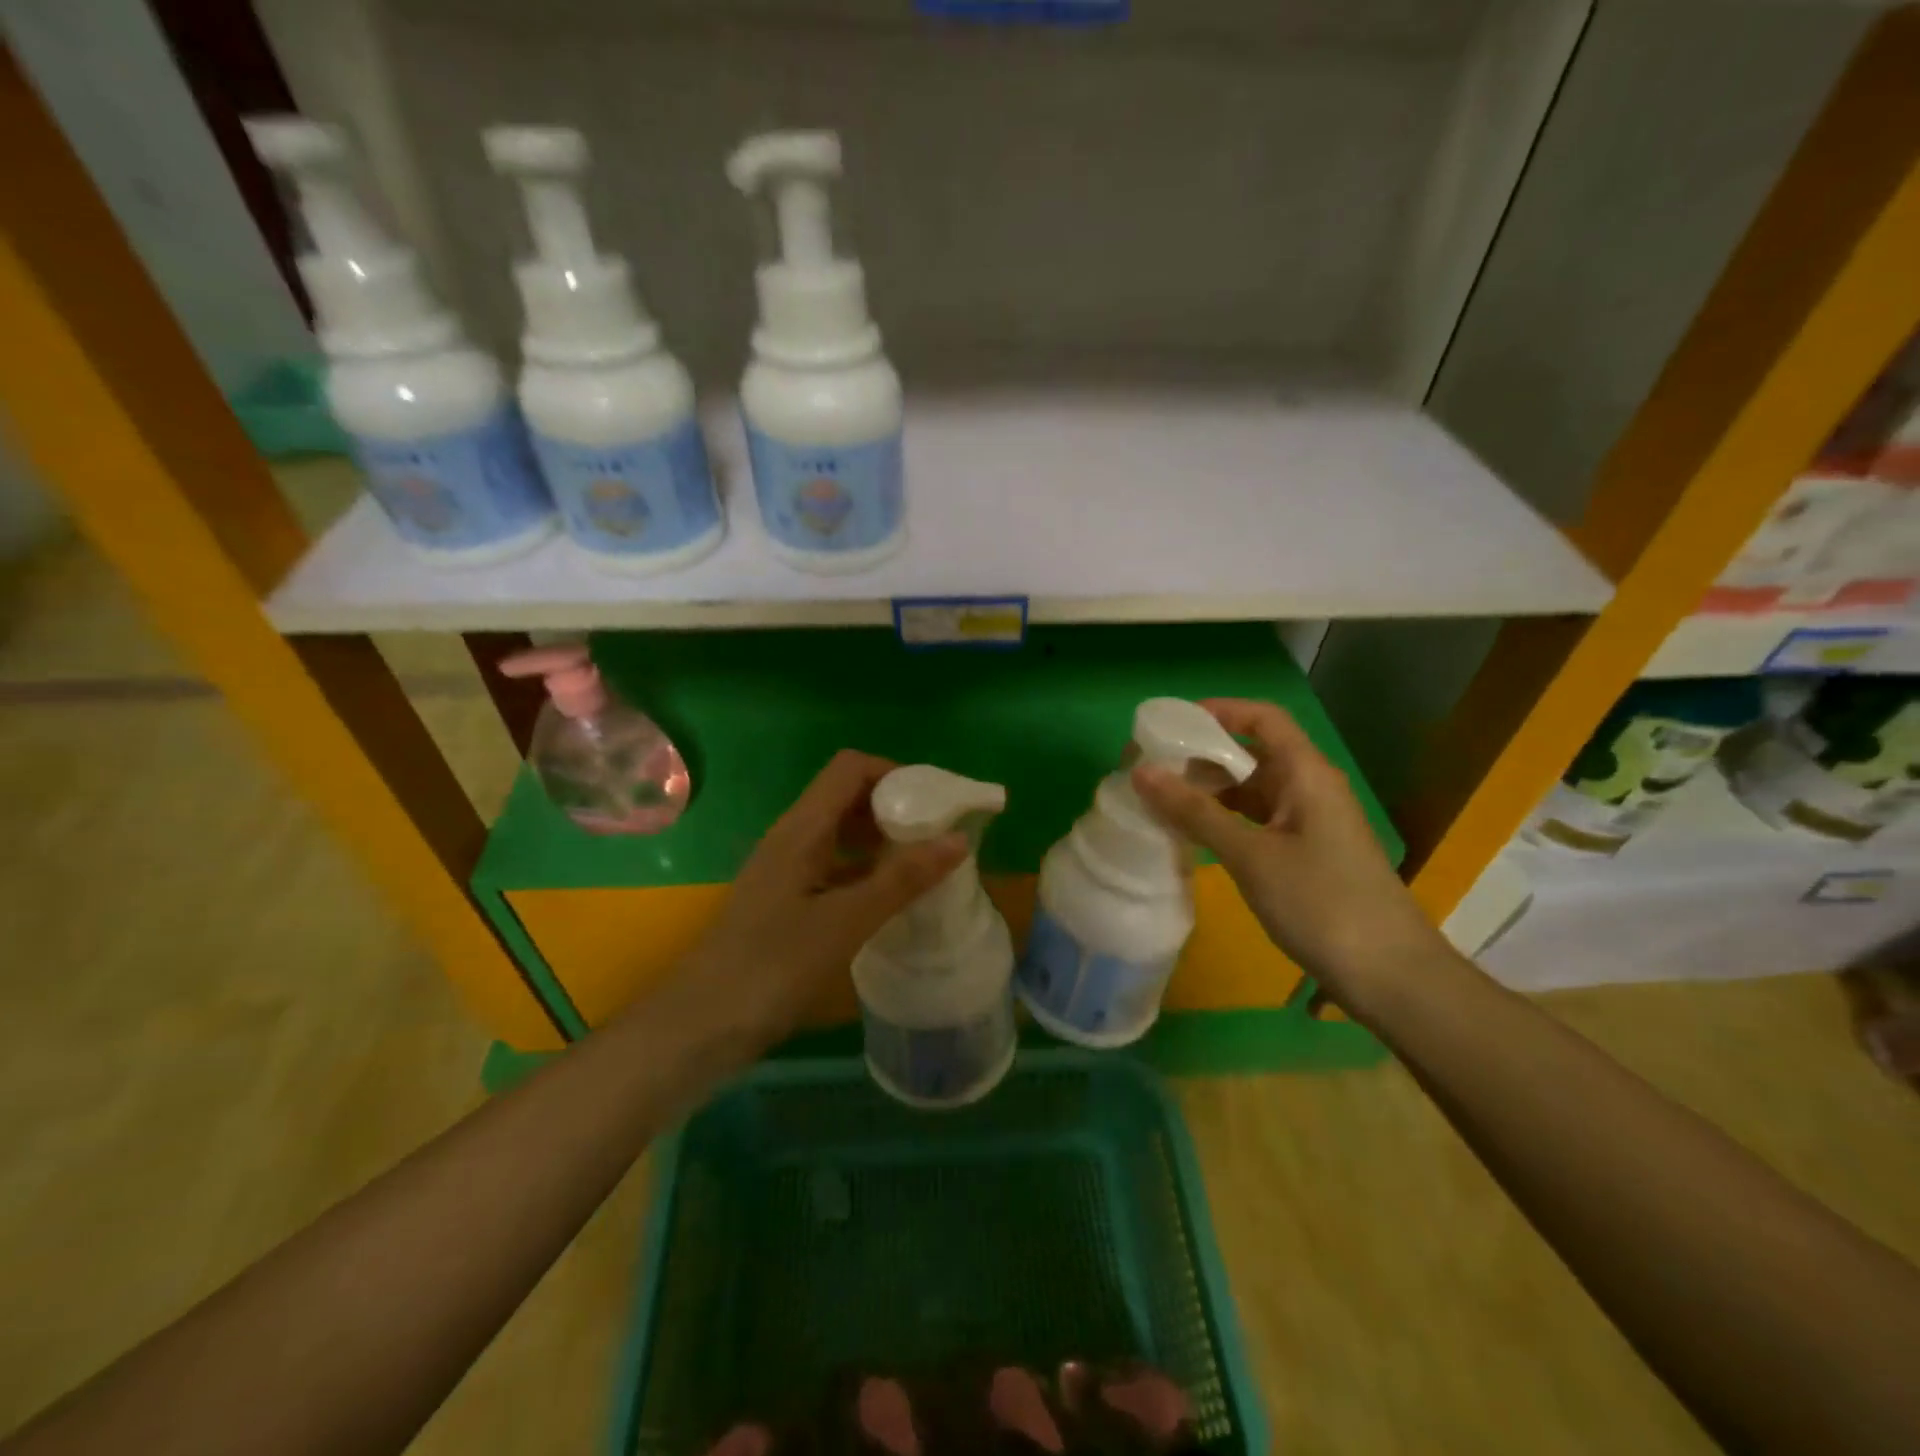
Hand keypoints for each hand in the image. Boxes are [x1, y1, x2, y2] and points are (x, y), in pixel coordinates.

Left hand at [677, 750, 967, 1037]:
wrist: (701, 1026)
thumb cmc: (772, 966)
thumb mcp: (845, 921)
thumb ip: (902, 879)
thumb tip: (957, 839)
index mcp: (802, 828)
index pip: (851, 768)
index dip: (895, 773)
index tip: (935, 802)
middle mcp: (792, 838)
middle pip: (847, 796)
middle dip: (895, 806)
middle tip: (938, 835)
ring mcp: (786, 870)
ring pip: (841, 834)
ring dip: (881, 840)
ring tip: (923, 865)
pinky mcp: (786, 902)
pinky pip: (834, 867)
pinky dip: (865, 871)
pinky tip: (889, 899)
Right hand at [1130, 698, 1445, 1006]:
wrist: (1389, 975)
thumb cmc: (1321, 903)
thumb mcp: (1251, 856)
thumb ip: (1195, 813)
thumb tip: (1142, 772)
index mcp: (1306, 774)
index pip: (1263, 719)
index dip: (1219, 711)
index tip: (1171, 723)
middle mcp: (1309, 789)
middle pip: (1252, 754)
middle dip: (1202, 758)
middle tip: (1151, 770)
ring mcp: (1309, 823)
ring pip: (1251, 792)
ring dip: (1209, 794)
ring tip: (1161, 803)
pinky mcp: (1306, 854)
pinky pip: (1257, 822)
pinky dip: (1224, 822)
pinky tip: (1193, 837)